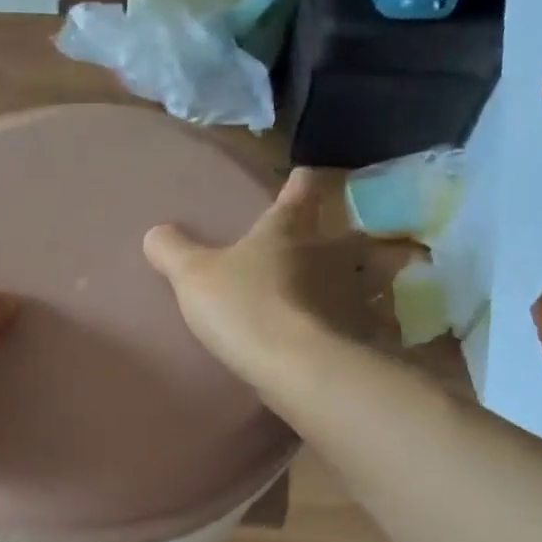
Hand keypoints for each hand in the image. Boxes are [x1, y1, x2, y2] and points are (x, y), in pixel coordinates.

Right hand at [143, 167, 419, 389]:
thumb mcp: (193, 276)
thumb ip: (173, 251)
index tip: (306, 176)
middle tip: (362, 236)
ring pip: (380, 276)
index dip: (300, 185)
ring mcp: (354, 295)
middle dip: (357, 233)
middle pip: (354, 235)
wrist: (296, 365)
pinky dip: (383, 323)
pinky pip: (382, 323)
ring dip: (385, 274)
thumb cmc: (244, 307)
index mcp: (287, 233)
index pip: (297, 196)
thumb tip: (155, 231)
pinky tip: (379, 332)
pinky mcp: (367, 335)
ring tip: (386, 280)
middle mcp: (329, 255)